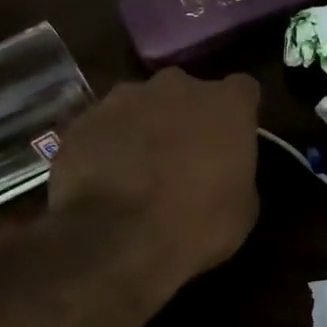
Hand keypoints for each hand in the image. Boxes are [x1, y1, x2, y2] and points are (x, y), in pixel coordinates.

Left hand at [48, 67, 261, 288]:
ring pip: (142, 105)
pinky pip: (104, 127)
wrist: (118, 240)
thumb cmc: (197, 225)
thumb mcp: (243, 208)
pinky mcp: (83, 119)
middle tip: (184, 156)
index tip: (233, 139)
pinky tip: (106, 178)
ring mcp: (124, 98)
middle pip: (187, 92)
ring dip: (145, 127)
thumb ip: (236, 172)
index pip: (243, 90)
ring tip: (139, 169)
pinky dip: (108, 145)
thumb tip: (224, 171)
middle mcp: (177, 86)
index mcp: (226, 104)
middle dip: (187, 116)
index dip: (238, 114)